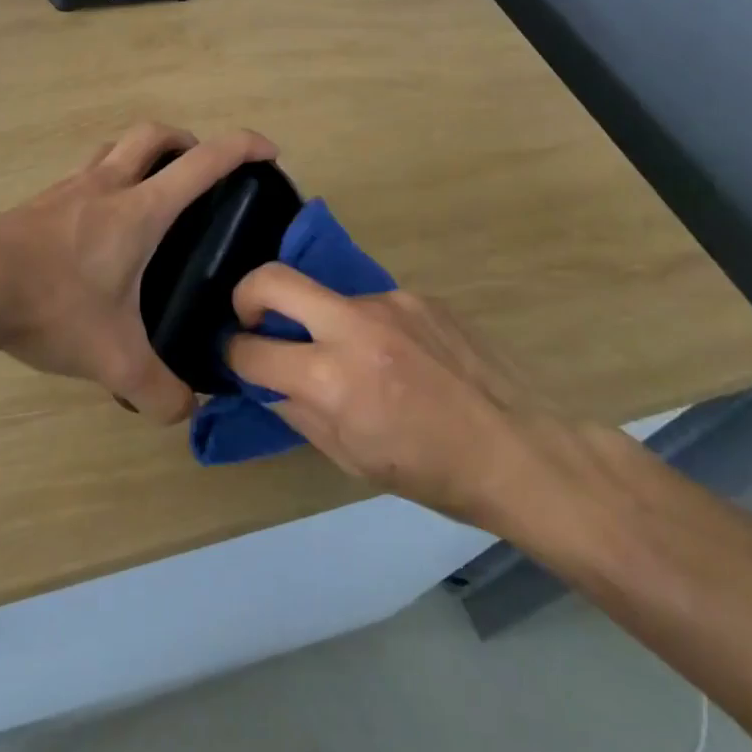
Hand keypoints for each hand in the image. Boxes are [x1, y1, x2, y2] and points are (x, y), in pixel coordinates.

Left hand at [0, 121, 278, 422]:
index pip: (203, 162)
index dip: (242, 148)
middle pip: (154, 134)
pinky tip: (95, 229)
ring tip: (150, 195)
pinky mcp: (35, 205)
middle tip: (200, 174)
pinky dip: (102, 184)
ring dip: (140, 156)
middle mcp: (104, 186)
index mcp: (138, 211)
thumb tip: (185, 412)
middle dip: (187, 141)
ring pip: (112, 149)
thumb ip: (158, 392)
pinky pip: (80, 177)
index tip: (268, 152)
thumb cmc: (50, 308)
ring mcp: (65, 190)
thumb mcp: (113, 360)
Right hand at [224, 267, 540, 522]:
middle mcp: (355, 327)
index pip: (252, 350)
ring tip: (354, 359)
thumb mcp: (349, 458)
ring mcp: (390, 303)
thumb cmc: (429, 472)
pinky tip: (397, 357)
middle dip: (246, 295)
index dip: (233, 355)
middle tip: (254, 319)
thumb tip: (267, 381)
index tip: (236, 357)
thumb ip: (297, 411)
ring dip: (321, 321)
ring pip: (327, 295)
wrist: (518, 449)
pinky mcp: (419, 295)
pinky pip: (372, 305)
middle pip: (273, 279)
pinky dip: (367, 327)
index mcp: (332, 379)